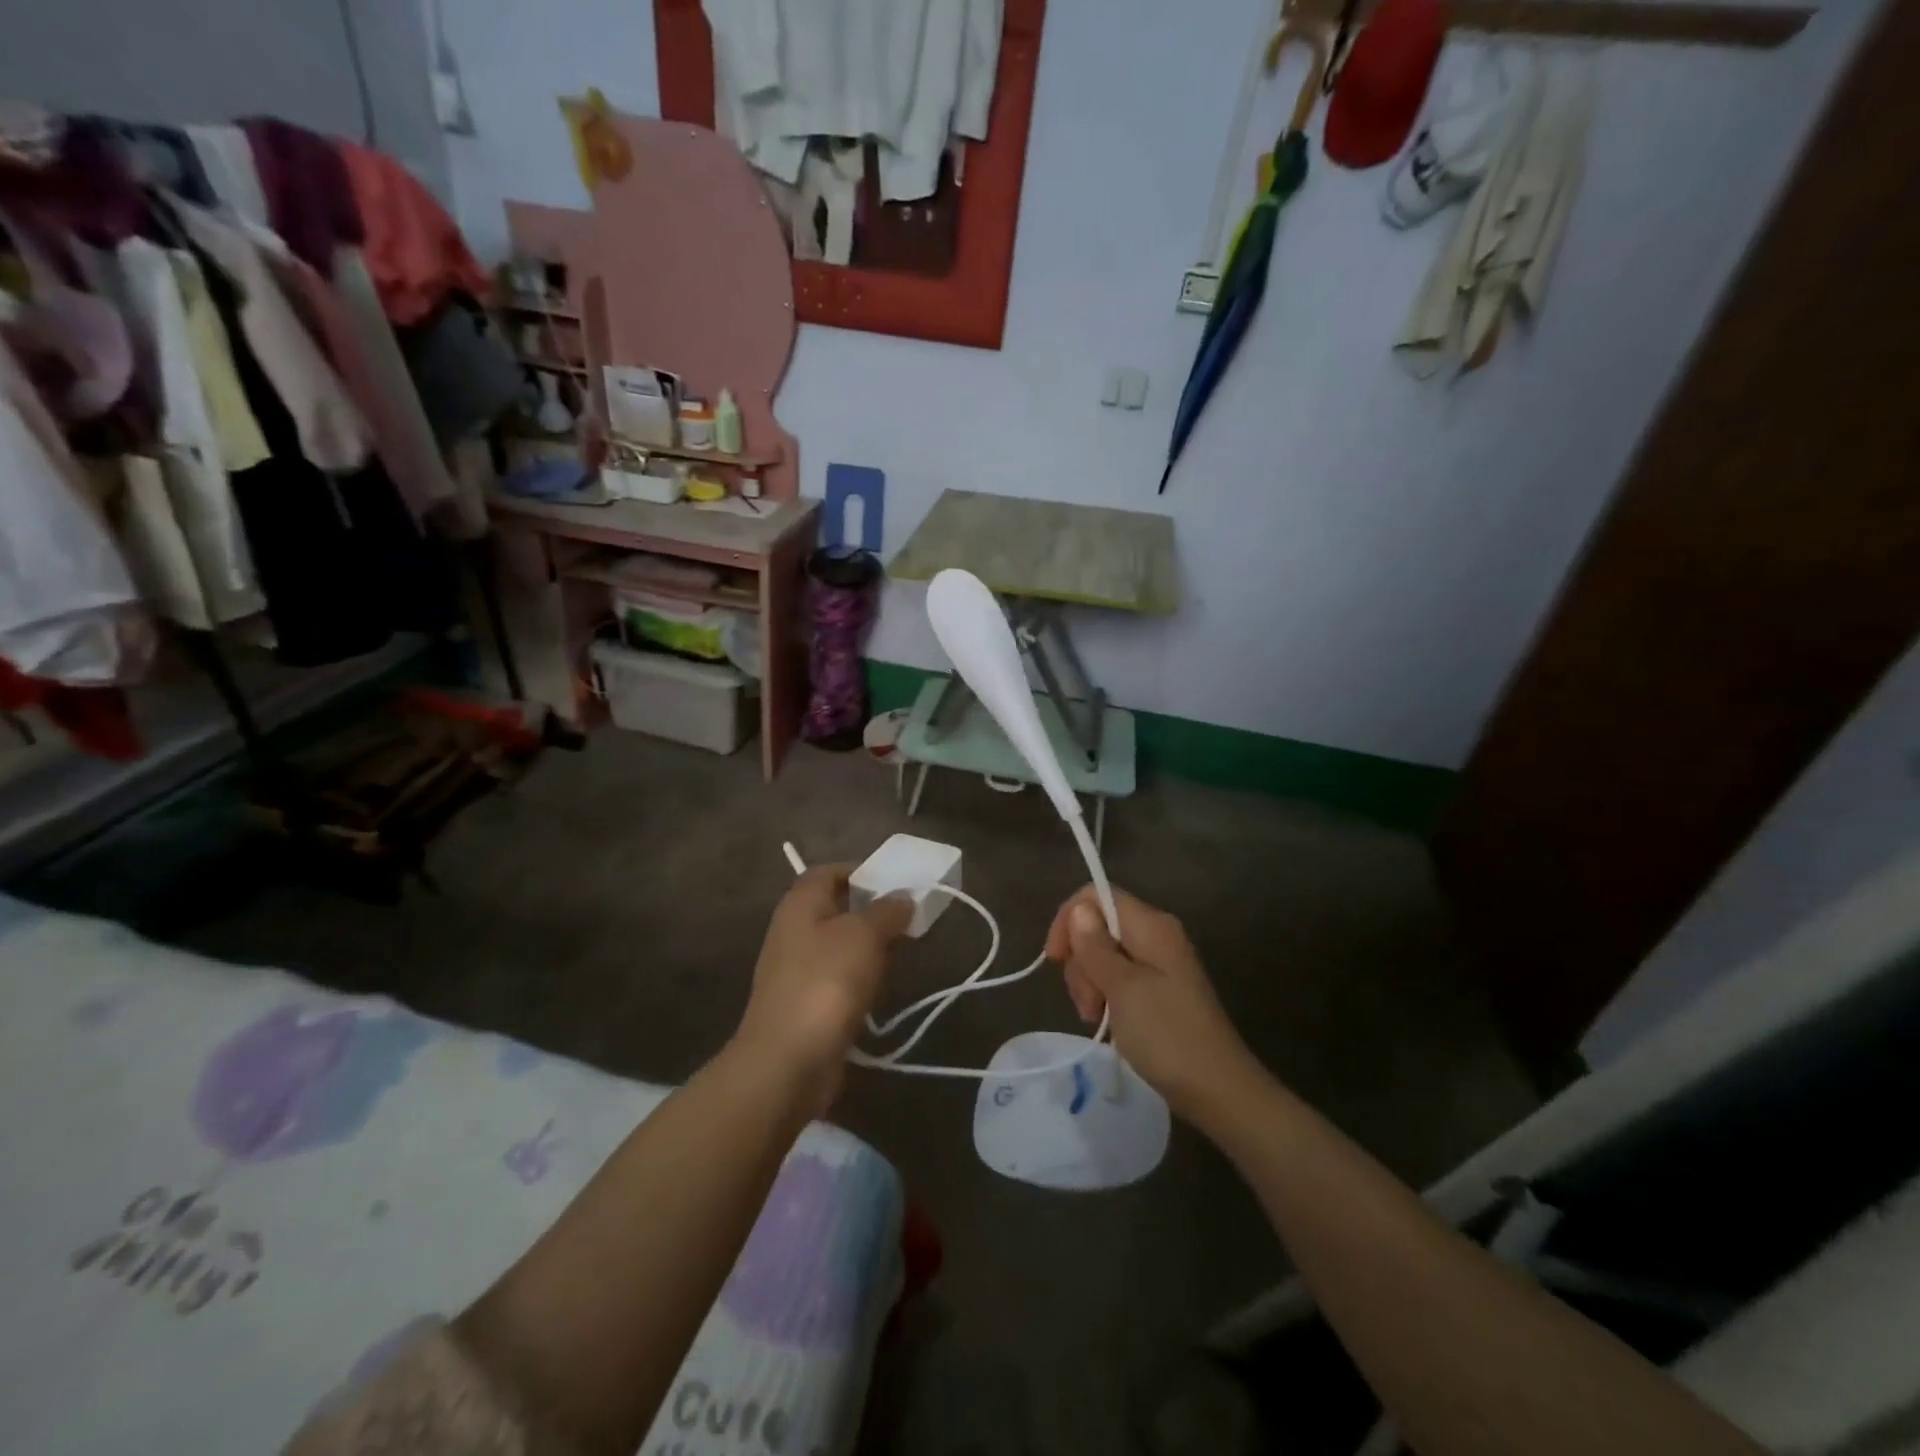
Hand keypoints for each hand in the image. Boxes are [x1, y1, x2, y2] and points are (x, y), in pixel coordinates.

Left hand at [734, 867, 912, 1114]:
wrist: (787, 1061)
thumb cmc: (826, 982)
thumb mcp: (864, 935)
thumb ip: (886, 911)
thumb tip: (902, 897)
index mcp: (801, 904)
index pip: (829, 872)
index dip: (861, 871)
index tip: (896, 883)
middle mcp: (794, 931)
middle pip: (837, 909)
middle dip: (873, 912)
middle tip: (909, 918)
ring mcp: (797, 970)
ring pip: (840, 946)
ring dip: (870, 948)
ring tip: (904, 951)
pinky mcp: (806, 1005)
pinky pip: (838, 980)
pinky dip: (860, 980)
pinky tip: (882, 989)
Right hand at [1044, 886, 1257, 1122]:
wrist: (1217, 1090)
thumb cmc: (1166, 1034)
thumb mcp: (1122, 988)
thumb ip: (1095, 946)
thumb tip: (1079, 909)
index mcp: (1150, 925)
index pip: (1096, 895)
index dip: (1069, 919)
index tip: (1055, 959)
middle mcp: (1155, 935)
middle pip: (1097, 926)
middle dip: (1081, 960)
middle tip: (1087, 1002)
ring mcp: (1158, 963)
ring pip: (1103, 954)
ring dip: (1090, 982)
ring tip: (1096, 1017)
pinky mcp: (1158, 989)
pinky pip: (1118, 977)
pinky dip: (1105, 995)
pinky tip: (1106, 1021)